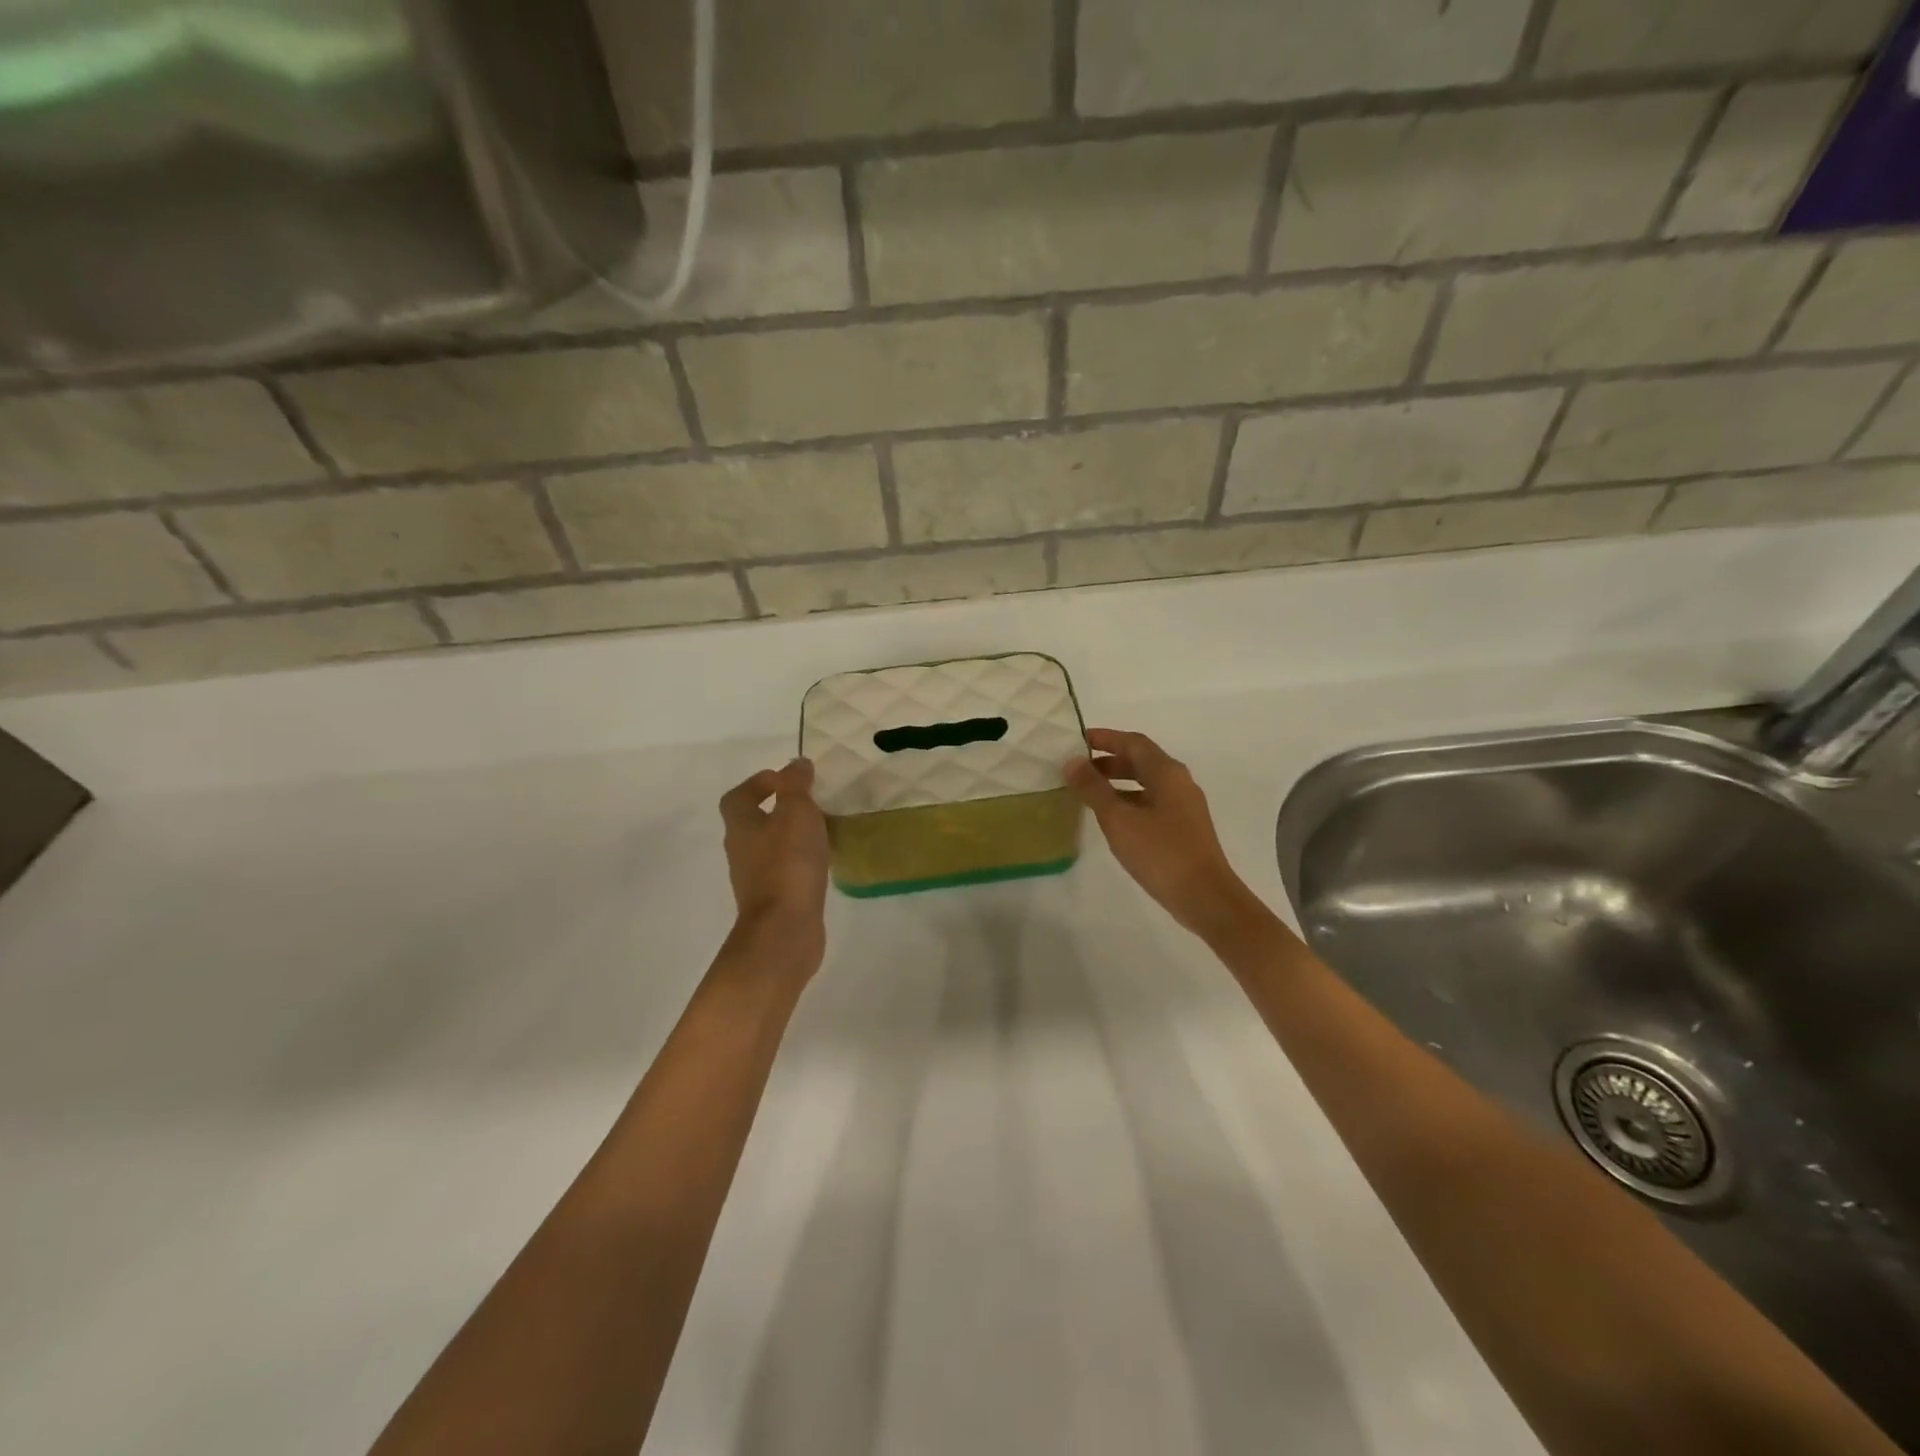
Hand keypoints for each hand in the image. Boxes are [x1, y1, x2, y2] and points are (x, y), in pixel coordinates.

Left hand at [718, 759, 830, 956]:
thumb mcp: (797, 813)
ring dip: (789, 836)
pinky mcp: (773, 900)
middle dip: (777, 809)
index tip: (784, 779)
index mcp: (741, 826)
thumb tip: (796, 763)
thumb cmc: (788, 863)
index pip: (737, 797)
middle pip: (752, 822)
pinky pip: (784, 871)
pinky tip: (821, 862)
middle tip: (809, 802)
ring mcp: (755, 879)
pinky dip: (799, 861)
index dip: (757, 783)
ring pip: (769, 847)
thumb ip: (796, 785)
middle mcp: (741, 851)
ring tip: (820, 830)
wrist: (785, 930)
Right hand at [1066, 729, 1265, 943]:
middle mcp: (1179, 782)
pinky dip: (1129, 800)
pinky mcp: (1185, 827)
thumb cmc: (1160, 852)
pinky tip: (1113, 819)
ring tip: (1089, 793)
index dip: (1105, 738)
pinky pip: (1152, 801)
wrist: (1205, 896)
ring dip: (1118, 782)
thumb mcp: (1119, 819)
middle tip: (1078, 768)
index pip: (1133, 742)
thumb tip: (1072, 761)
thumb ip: (1093, 788)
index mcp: (1166, 772)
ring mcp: (1185, 806)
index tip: (1078, 740)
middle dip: (1109, 760)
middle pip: (1141, 760)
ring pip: (1147, 782)